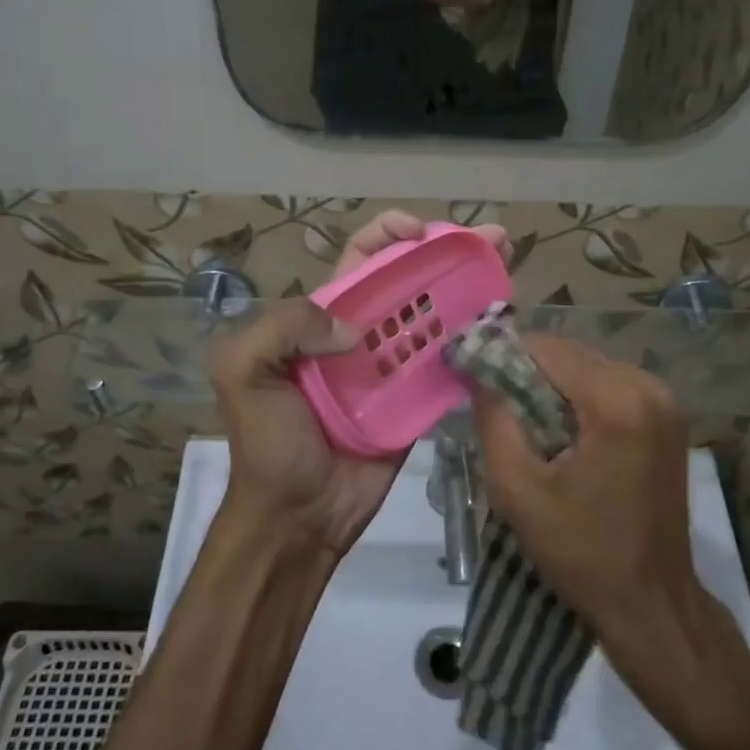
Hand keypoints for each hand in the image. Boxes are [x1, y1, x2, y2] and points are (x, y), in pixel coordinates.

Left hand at [210, 211, 510, 557]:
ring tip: (506, 266)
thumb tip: (354, 330)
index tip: (421, 232)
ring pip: (436, 315)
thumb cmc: (269, 443)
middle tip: (492, 238)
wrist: (298, 517)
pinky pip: (449, 363)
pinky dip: (475, 341)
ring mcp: (394, 368)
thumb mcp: (243, 372)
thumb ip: (284, 327)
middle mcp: (363, 334)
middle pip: (409, 279)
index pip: (361, 259)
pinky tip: (502, 322)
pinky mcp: (418, 401)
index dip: (389, 234)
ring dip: (470, 287)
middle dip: (447, 252)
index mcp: (322, 318)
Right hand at [471, 335, 703, 658]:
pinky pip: (609, 384)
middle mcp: (647, 387)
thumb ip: (493, 420)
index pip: (546, 348)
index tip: (472, 379)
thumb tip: (477, 372)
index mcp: (616, 402)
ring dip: (553, 384)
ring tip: (526, 423)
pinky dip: (579, 396)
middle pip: (569, 353)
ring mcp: (664, 399)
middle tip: (495, 406)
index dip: (502, 356)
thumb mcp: (518, 490)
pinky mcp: (668, 415)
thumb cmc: (581, 552)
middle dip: (527, 371)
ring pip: (588, 366)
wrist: (651, 602)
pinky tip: (563, 432)